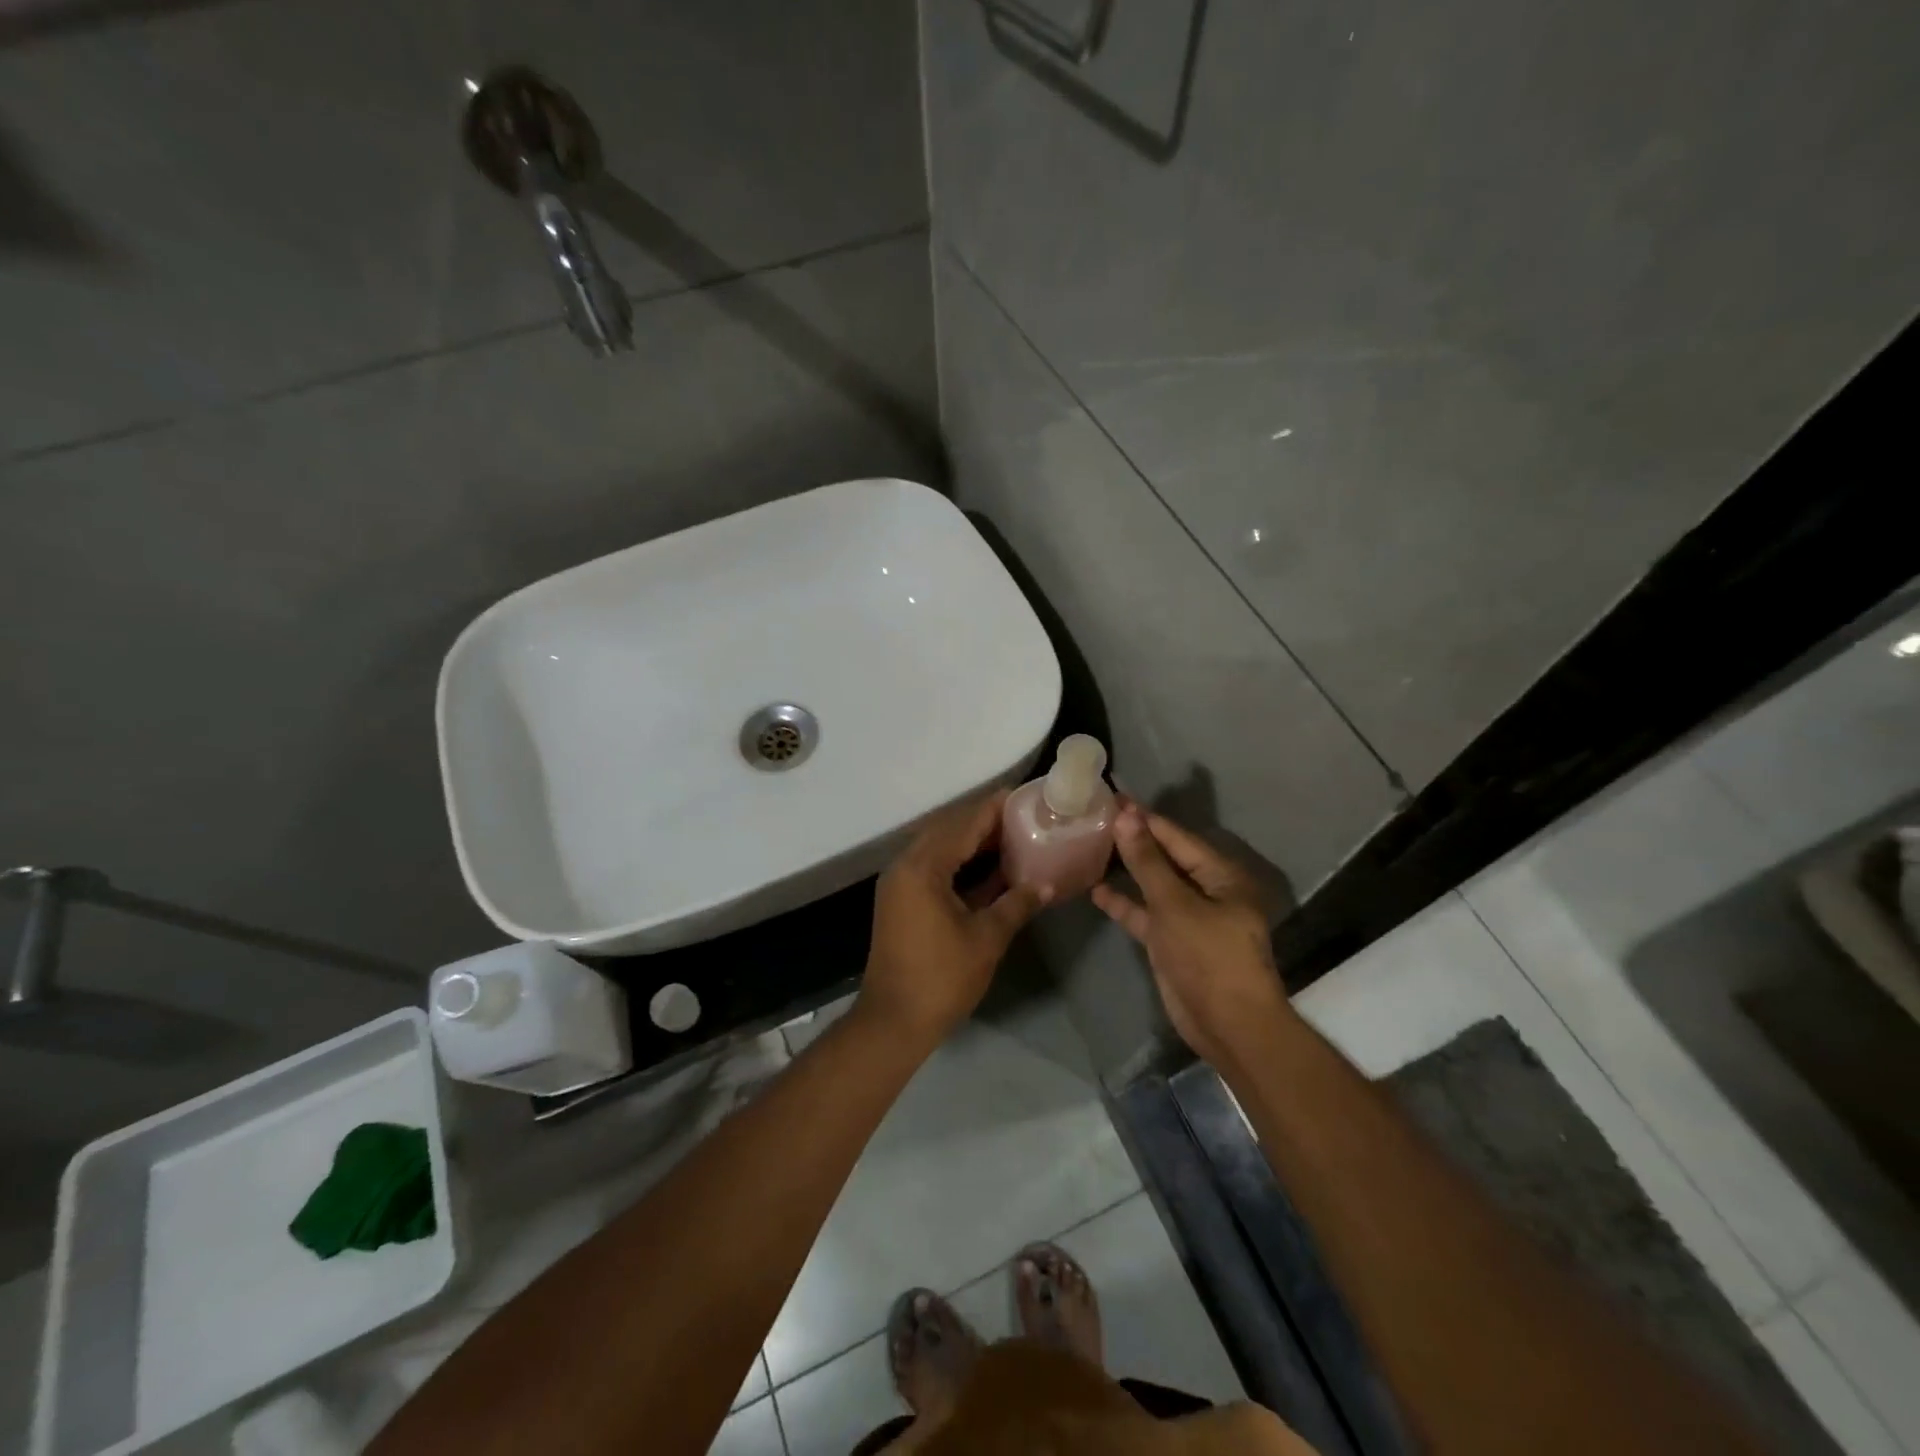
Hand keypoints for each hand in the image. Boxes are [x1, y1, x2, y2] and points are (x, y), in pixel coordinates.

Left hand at [857, 790, 1049, 1047]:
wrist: (894, 1022)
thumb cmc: (942, 978)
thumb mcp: (987, 938)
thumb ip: (1016, 904)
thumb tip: (1046, 885)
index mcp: (923, 868)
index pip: (963, 824)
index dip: (993, 809)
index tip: (1022, 796)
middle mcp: (905, 867)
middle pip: (948, 831)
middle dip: (984, 822)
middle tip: (1022, 816)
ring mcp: (900, 885)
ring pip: (939, 850)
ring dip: (972, 843)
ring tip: (1011, 836)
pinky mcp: (902, 902)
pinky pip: (933, 870)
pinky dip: (960, 865)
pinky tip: (991, 870)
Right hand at [1091, 803, 1294, 1067]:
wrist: (1229, 1026)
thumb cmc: (1209, 957)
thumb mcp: (1174, 905)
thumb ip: (1147, 861)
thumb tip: (1126, 817)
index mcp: (1221, 876)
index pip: (1177, 837)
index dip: (1145, 818)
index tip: (1113, 797)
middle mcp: (1207, 891)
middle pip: (1165, 858)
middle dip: (1134, 840)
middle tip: (1096, 817)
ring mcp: (1189, 918)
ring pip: (1154, 885)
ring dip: (1127, 870)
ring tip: (1092, 846)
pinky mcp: (1172, 942)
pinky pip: (1146, 914)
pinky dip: (1125, 903)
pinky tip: (1096, 890)